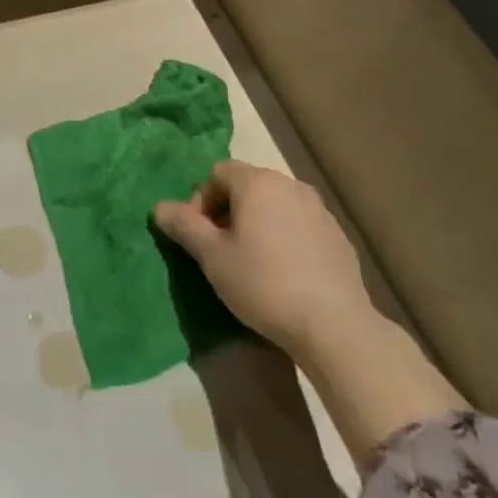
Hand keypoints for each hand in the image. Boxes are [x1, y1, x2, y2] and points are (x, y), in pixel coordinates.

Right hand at [154, 161, 368, 354]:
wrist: (333, 325)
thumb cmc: (263, 284)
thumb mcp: (212, 257)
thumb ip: (184, 225)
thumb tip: (159, 206)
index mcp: (257, 182)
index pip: (217, 172)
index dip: (201, 200)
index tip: (199, 235)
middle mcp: (290, 184)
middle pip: (247, 185)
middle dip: (228, 210)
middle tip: (220, 249)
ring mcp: (319, 209)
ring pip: (275, 205)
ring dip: (257, 222)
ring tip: (252, 261)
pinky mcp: (337, 235)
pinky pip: (299, 224)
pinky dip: (284, 237)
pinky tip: (284, 272)